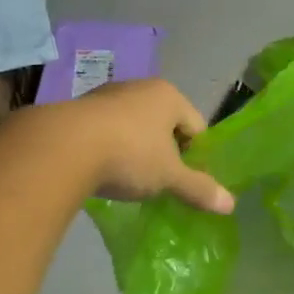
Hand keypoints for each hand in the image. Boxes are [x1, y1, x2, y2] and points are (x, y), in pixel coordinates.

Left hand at [49, 78, 234, 213]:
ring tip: (129, 180)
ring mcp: (104, 96)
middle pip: (164, 125)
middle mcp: (138, 88)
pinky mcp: (77, 111)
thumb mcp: (169, 177)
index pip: (196, 126)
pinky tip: (102, 172)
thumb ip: (199, 188)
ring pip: (132, 128)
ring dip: (135, 151)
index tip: (186, 181)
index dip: (196, 156)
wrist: (62, 148)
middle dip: (164, 153)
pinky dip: (108, 150)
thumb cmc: (129, 155)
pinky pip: (105, 133)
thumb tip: (231, 206)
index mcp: (168, 95)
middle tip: (160, 183)